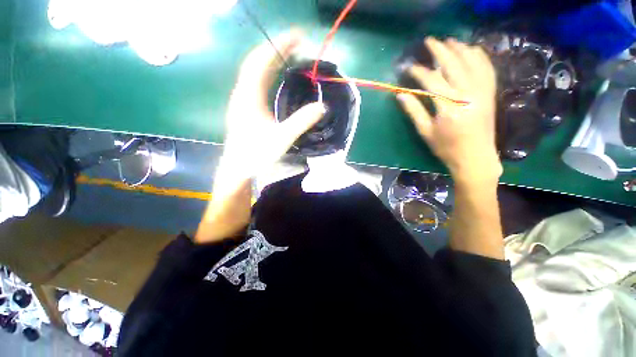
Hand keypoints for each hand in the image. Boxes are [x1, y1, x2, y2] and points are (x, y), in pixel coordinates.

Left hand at [196, 30, 324, 243]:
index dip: (279, 45)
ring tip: (289, 54)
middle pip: (257, 62)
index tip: (298, 36)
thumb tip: (322, 107)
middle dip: (277, 49)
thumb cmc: (257, 154)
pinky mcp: (244, 107)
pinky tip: (277, 75)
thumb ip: (302, 121)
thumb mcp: (282, 138)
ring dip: (272, 59)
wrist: (238, 168)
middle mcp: (242, 93)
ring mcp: (242, 100)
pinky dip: (268, 73)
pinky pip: (255, 82)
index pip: (262, 61)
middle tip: (297, 42)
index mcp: (249, 97)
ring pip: (255, 71)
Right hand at [397, 37, 500, 185]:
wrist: (475, 157)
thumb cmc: (446, 148)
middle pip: (453, 64)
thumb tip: (400, 95)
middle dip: (440, 50)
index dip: (419, 71)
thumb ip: (414, 111)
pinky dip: (479, 56)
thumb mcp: (425, 132)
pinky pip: (487, 68)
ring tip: (448, 41)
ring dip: (459, 48)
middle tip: (429, 41)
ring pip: (472, 62)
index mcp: (449, 106)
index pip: (432, 80)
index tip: (409, 67)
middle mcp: (468, 94)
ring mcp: (482, 92)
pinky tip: (472, 50)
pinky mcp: (490, 93)